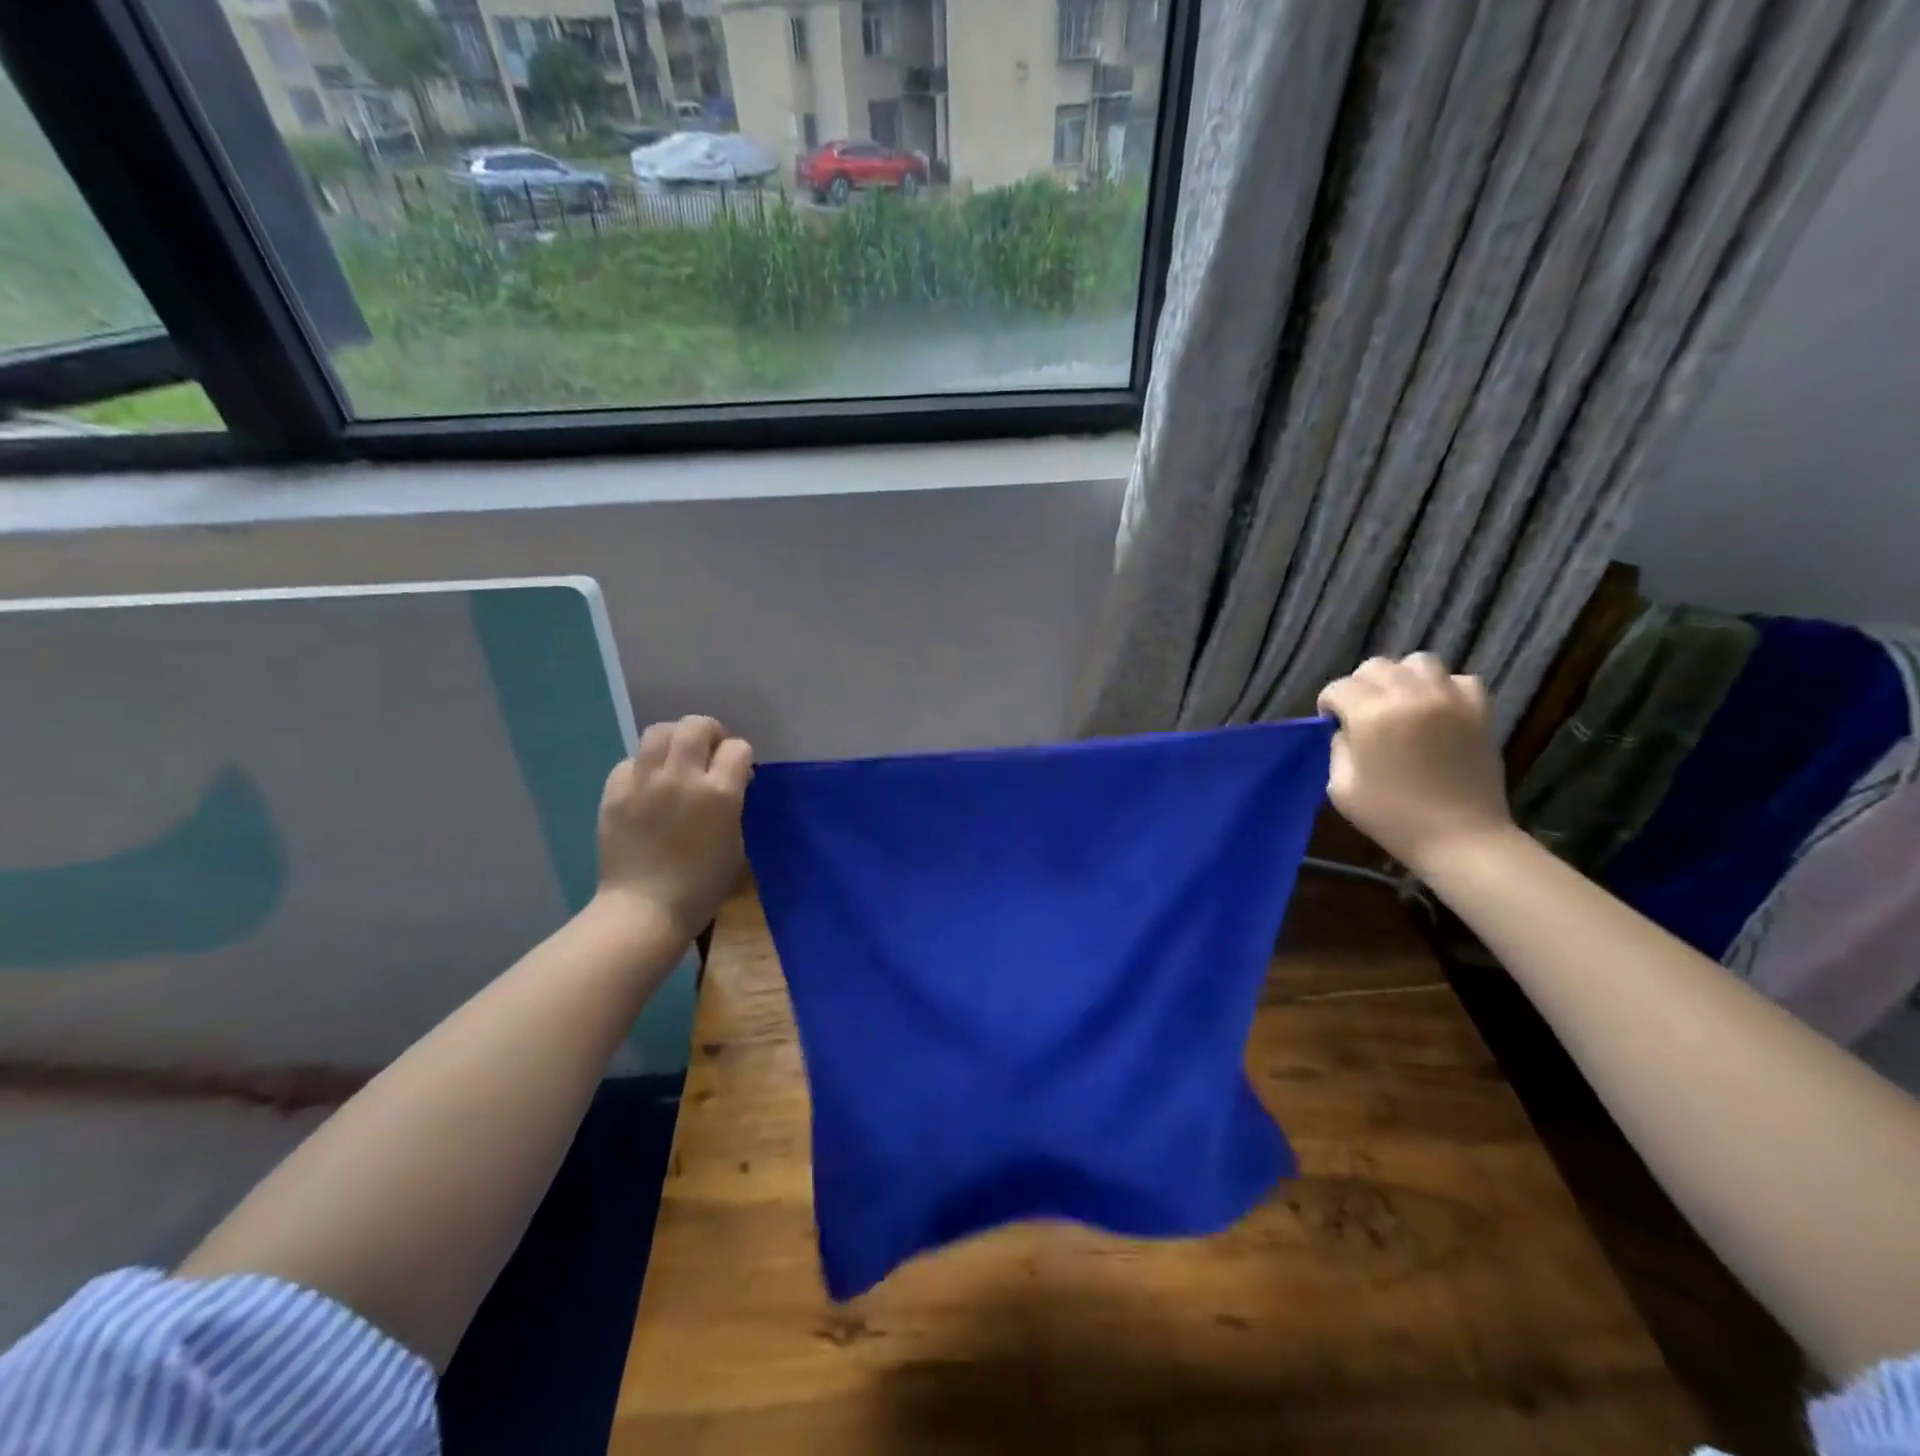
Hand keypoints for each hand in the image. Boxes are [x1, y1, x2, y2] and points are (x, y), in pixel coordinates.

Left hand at [596, 716, 753, 943]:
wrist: (644, 910)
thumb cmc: (701, 886)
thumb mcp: (735, 843)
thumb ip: (733, 804)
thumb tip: (728, 781)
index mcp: (720, 794)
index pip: (737, 748)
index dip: (740, 757)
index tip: (738, 772)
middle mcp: (682, 778)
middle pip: (696, 726)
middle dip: (708, 732)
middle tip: (708, 751)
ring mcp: (644, 782)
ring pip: (659, 732)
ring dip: (674, 739)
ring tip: (676, 759)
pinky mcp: (615, 792)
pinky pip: (631, 761)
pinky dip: (643, 767)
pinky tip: (647, 786)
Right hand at [1316, 654, 1514, 875]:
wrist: (1460, 837)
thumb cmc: (1391, 817)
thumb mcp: (1341, 787)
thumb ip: (1339, 749)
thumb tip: (1346, 730)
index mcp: (1371, 715)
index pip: (1339, 687)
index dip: (1329, 704)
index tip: (1331, 723)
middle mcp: (1409, 695)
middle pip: (1375, 666)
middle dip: (1361, 686)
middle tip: (1363, 714)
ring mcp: (1449, 699)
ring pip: (1418, 662)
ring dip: (1402, 678)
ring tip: (1401, 704)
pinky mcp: (1478, 710)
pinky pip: (1459, 679)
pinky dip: (1443, 688)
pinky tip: (1436, 711)